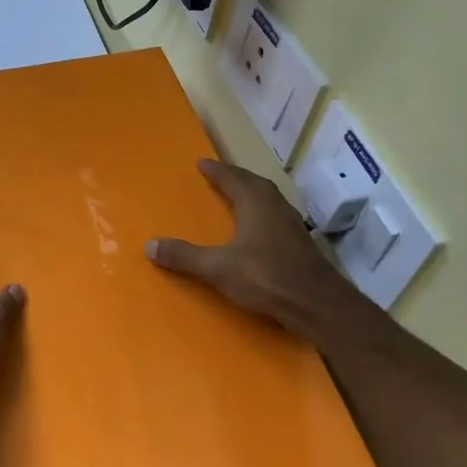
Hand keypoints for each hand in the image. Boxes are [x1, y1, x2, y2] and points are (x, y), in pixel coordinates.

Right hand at [146, 159, 357, 336]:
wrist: (317, 304)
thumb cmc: (266, 277)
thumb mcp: (218, 268)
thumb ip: (184, 256)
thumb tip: (149, 245)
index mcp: (256, 204)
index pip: (234, 179)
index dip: (217, 171)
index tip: (202, 162)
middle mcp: (276, 208)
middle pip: (255, 184)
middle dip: (236, 178)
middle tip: (220, 176)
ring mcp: (293, 226)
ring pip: (270, 200)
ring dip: (253, 194)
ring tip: (238, 198)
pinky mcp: (301, 245)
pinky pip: (277, 218)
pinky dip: (263, 215)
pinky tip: (258, 230)